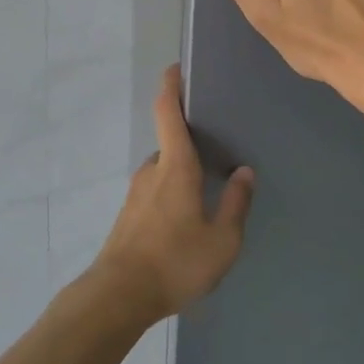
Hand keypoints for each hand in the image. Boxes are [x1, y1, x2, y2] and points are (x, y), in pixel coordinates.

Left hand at [89, 65, 254, 323]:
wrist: (119, 296)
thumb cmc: (175, 262)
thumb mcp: (222, 240)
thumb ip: (235, 204)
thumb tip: (244, 172)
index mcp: (174, 167)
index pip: (167, 112)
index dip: (171, 86)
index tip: (176, 67)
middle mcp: (152, 171)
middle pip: (170, 143)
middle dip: (190, 140)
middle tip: (217, 146)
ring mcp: (136, 193)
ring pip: (163, 170)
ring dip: (181, 171)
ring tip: (207, 188)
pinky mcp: (129, 215)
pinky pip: (155, 191)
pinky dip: (171, 192)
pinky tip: (186, 218)